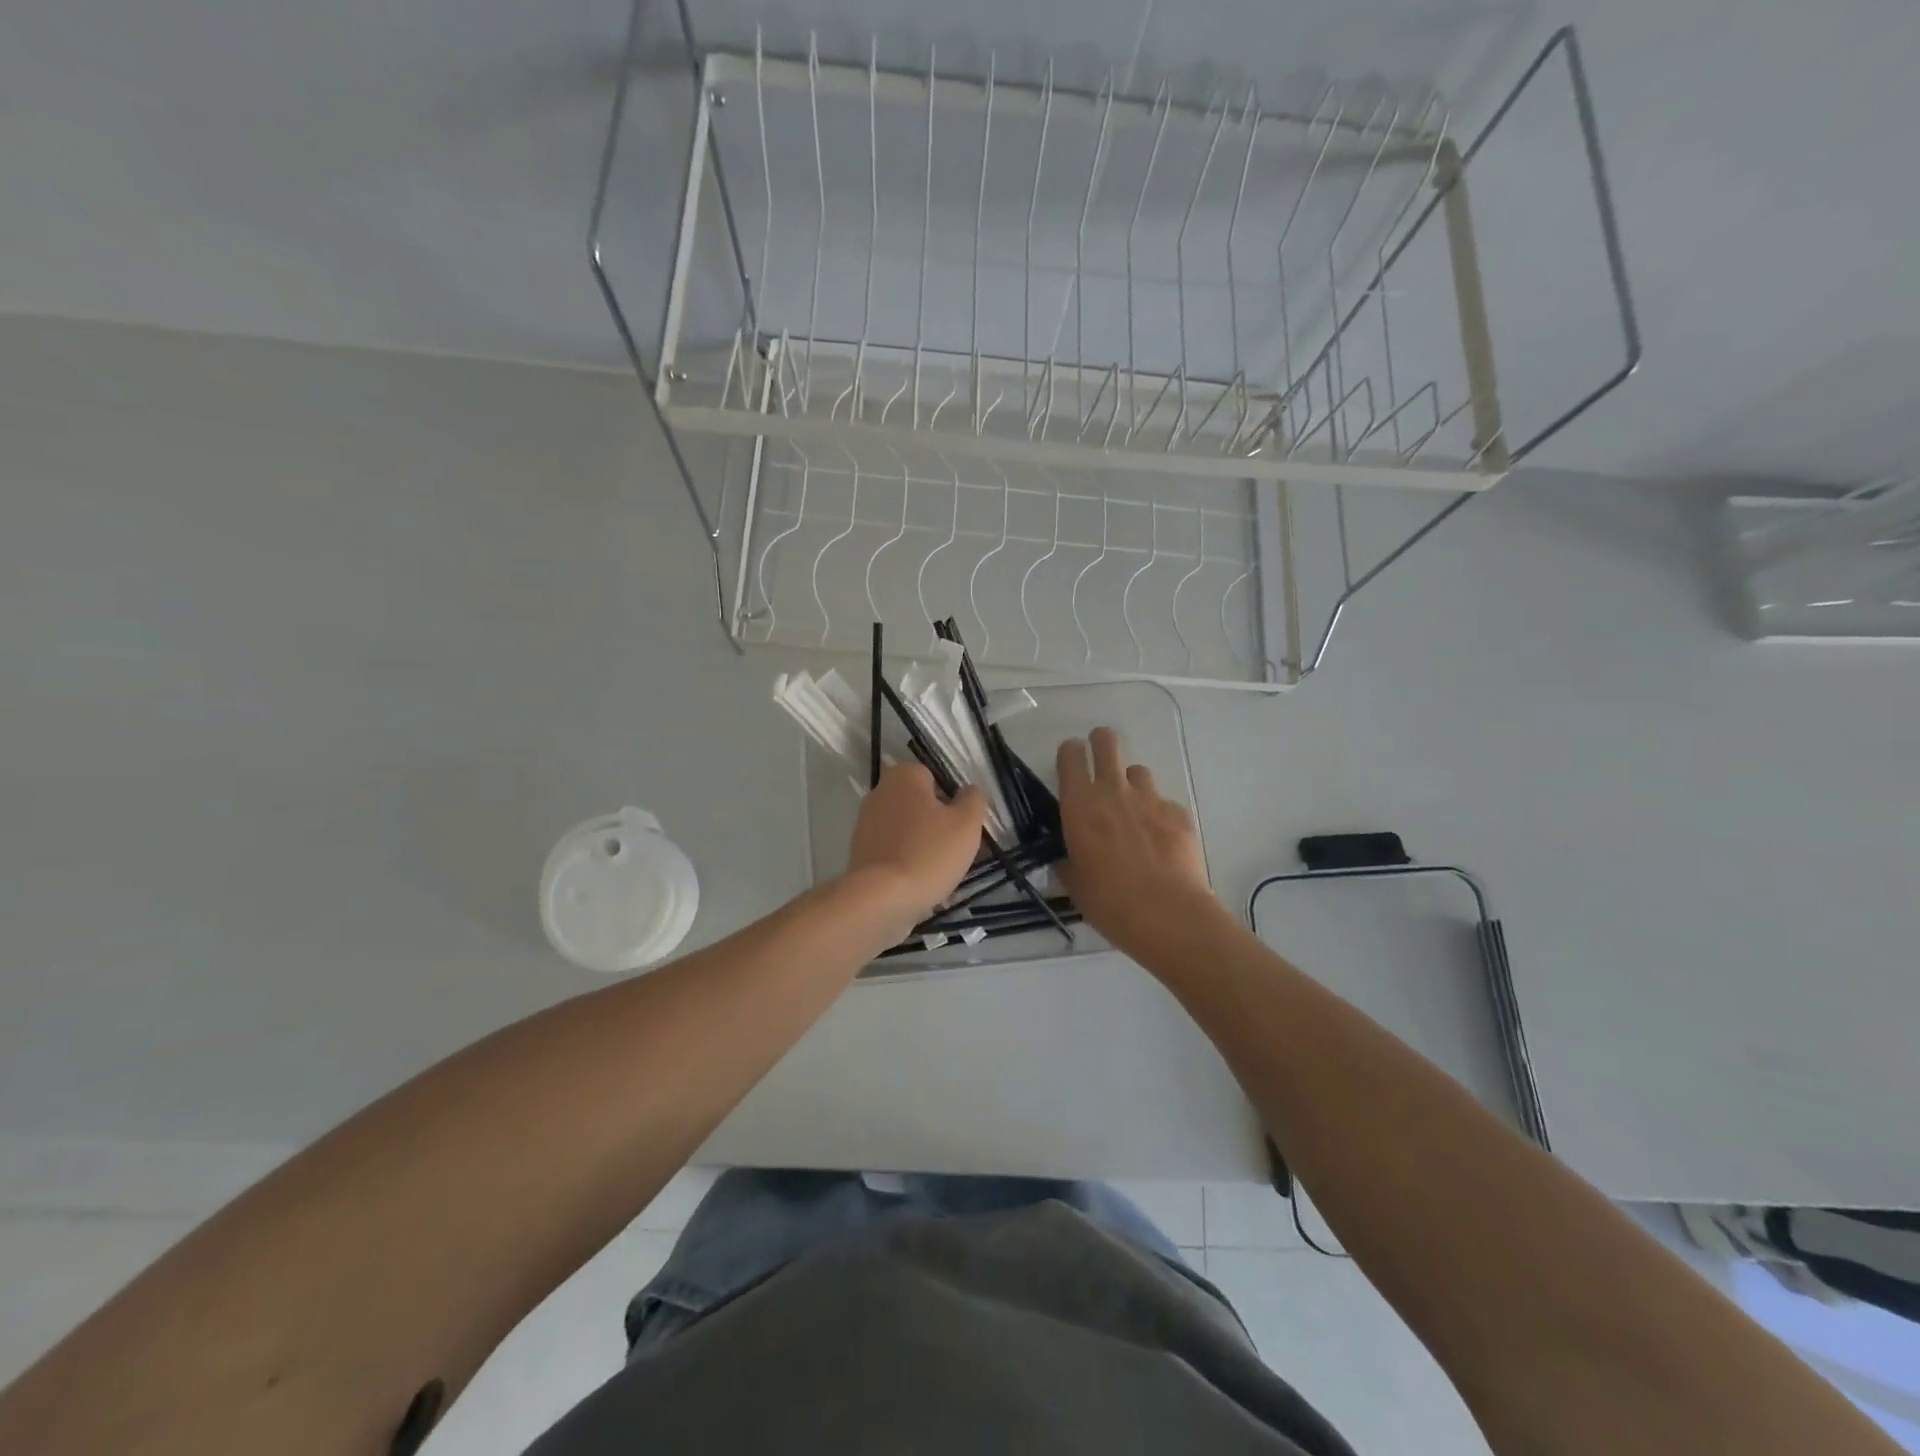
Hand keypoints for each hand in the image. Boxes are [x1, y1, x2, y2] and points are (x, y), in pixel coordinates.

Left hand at [845, 762, 987, 934]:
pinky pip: (894, 851)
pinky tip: (922, 882)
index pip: (935, 777)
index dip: (953, 800)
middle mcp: (880, 792)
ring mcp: (866, 823)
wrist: (881, 899)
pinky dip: (908, 862)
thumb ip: (973, 799)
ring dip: (925, 845)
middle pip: (920, 804)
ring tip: (943, 871)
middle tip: (958, 848)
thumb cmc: (929, 853)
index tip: (963, 824)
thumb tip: (969, 792)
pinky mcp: (861, 852)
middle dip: (939, 823)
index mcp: (904, 776)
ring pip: (908, 830)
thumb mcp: (967, 823)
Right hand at [1056, 727, 1216, 957]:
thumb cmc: (1108, 902)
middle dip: (1101, 743)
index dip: (1070, 753)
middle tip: (1100, 760)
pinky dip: (1159, 815)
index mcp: (1080, 805)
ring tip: (1133, 811)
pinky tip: (1161, 842)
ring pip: (1138, 771)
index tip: (1071, 762)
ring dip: (1131, 784)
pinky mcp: (1178, 813)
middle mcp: (1113, 791)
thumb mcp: (1074, 884)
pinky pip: (1164, 803)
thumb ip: (1068, 861)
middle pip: (1106, 742)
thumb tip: (1068, 858)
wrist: (1167, 915)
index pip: (1071, 755)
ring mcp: (1150, 799)